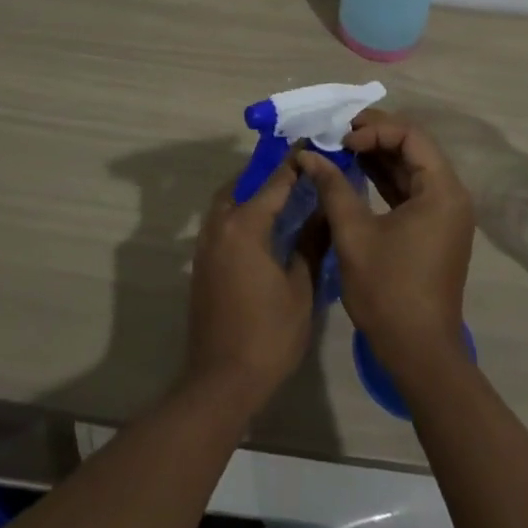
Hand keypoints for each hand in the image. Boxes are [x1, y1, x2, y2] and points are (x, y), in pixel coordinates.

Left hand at [183, 160, 317, 414]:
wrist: (221, 382)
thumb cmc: (268, 335)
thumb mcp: (301, 288)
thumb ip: (312, 243)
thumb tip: (324, 212)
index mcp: (245, 226)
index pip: (275, 182)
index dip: (295, 164)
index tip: (313, 145)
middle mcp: (220, 226)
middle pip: (243, 184)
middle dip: (268, 174)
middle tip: (297, 171)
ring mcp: (206, 245)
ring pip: (227, 202)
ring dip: (250, 192)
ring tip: (282, 194)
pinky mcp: (202, 264)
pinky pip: (221, 222)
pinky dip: (240, 212)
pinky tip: (263, 226)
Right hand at [291, 111, 474, 370]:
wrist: (419, 354)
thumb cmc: (388, 291)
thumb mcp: (354, 235)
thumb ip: (333, 187)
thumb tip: (307, 154)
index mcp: (442, 190)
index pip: (410, 135)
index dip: (374, 130)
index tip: (341, 140)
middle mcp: (450, 194)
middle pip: (413, 146)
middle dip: (374, 136)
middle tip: (337, 133)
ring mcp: (444, 213)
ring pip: (410, 167)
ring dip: (377, 156)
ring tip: (340, 148)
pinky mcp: (433, 229)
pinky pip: (410, 189)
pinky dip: (383, 178)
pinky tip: (354, 172)